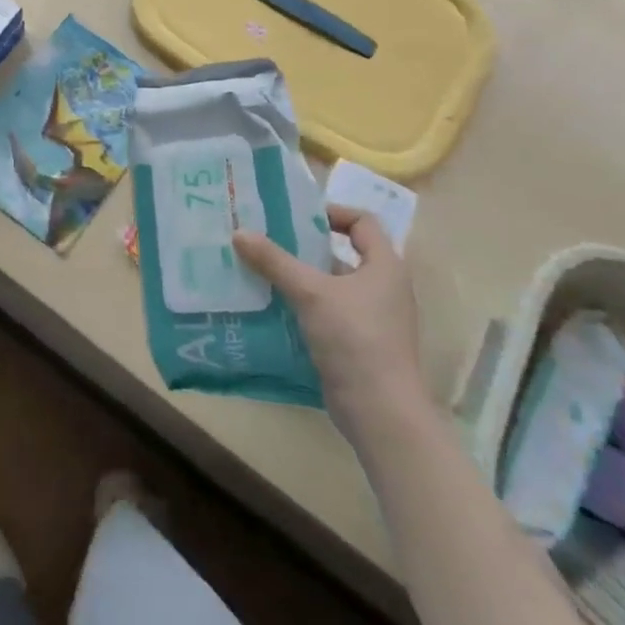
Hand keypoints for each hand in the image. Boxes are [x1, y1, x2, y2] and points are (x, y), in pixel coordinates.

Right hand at [234, 207, 427, 436]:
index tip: (296, 216)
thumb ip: (274, 261)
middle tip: (267, 239)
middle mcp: (383, 288)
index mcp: (385, 266)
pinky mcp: (357, 343)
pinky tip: (270, 306)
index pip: (363, 222)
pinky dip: (301, 305)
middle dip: (304, 246)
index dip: (332, 212)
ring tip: (259, 269)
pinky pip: (326, 312)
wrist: (381, 412)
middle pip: (342, 253)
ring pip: (330, 285)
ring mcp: (371, 318)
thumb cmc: (355, 339)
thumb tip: (238, 232)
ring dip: (299, 277)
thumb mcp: (310, 293)